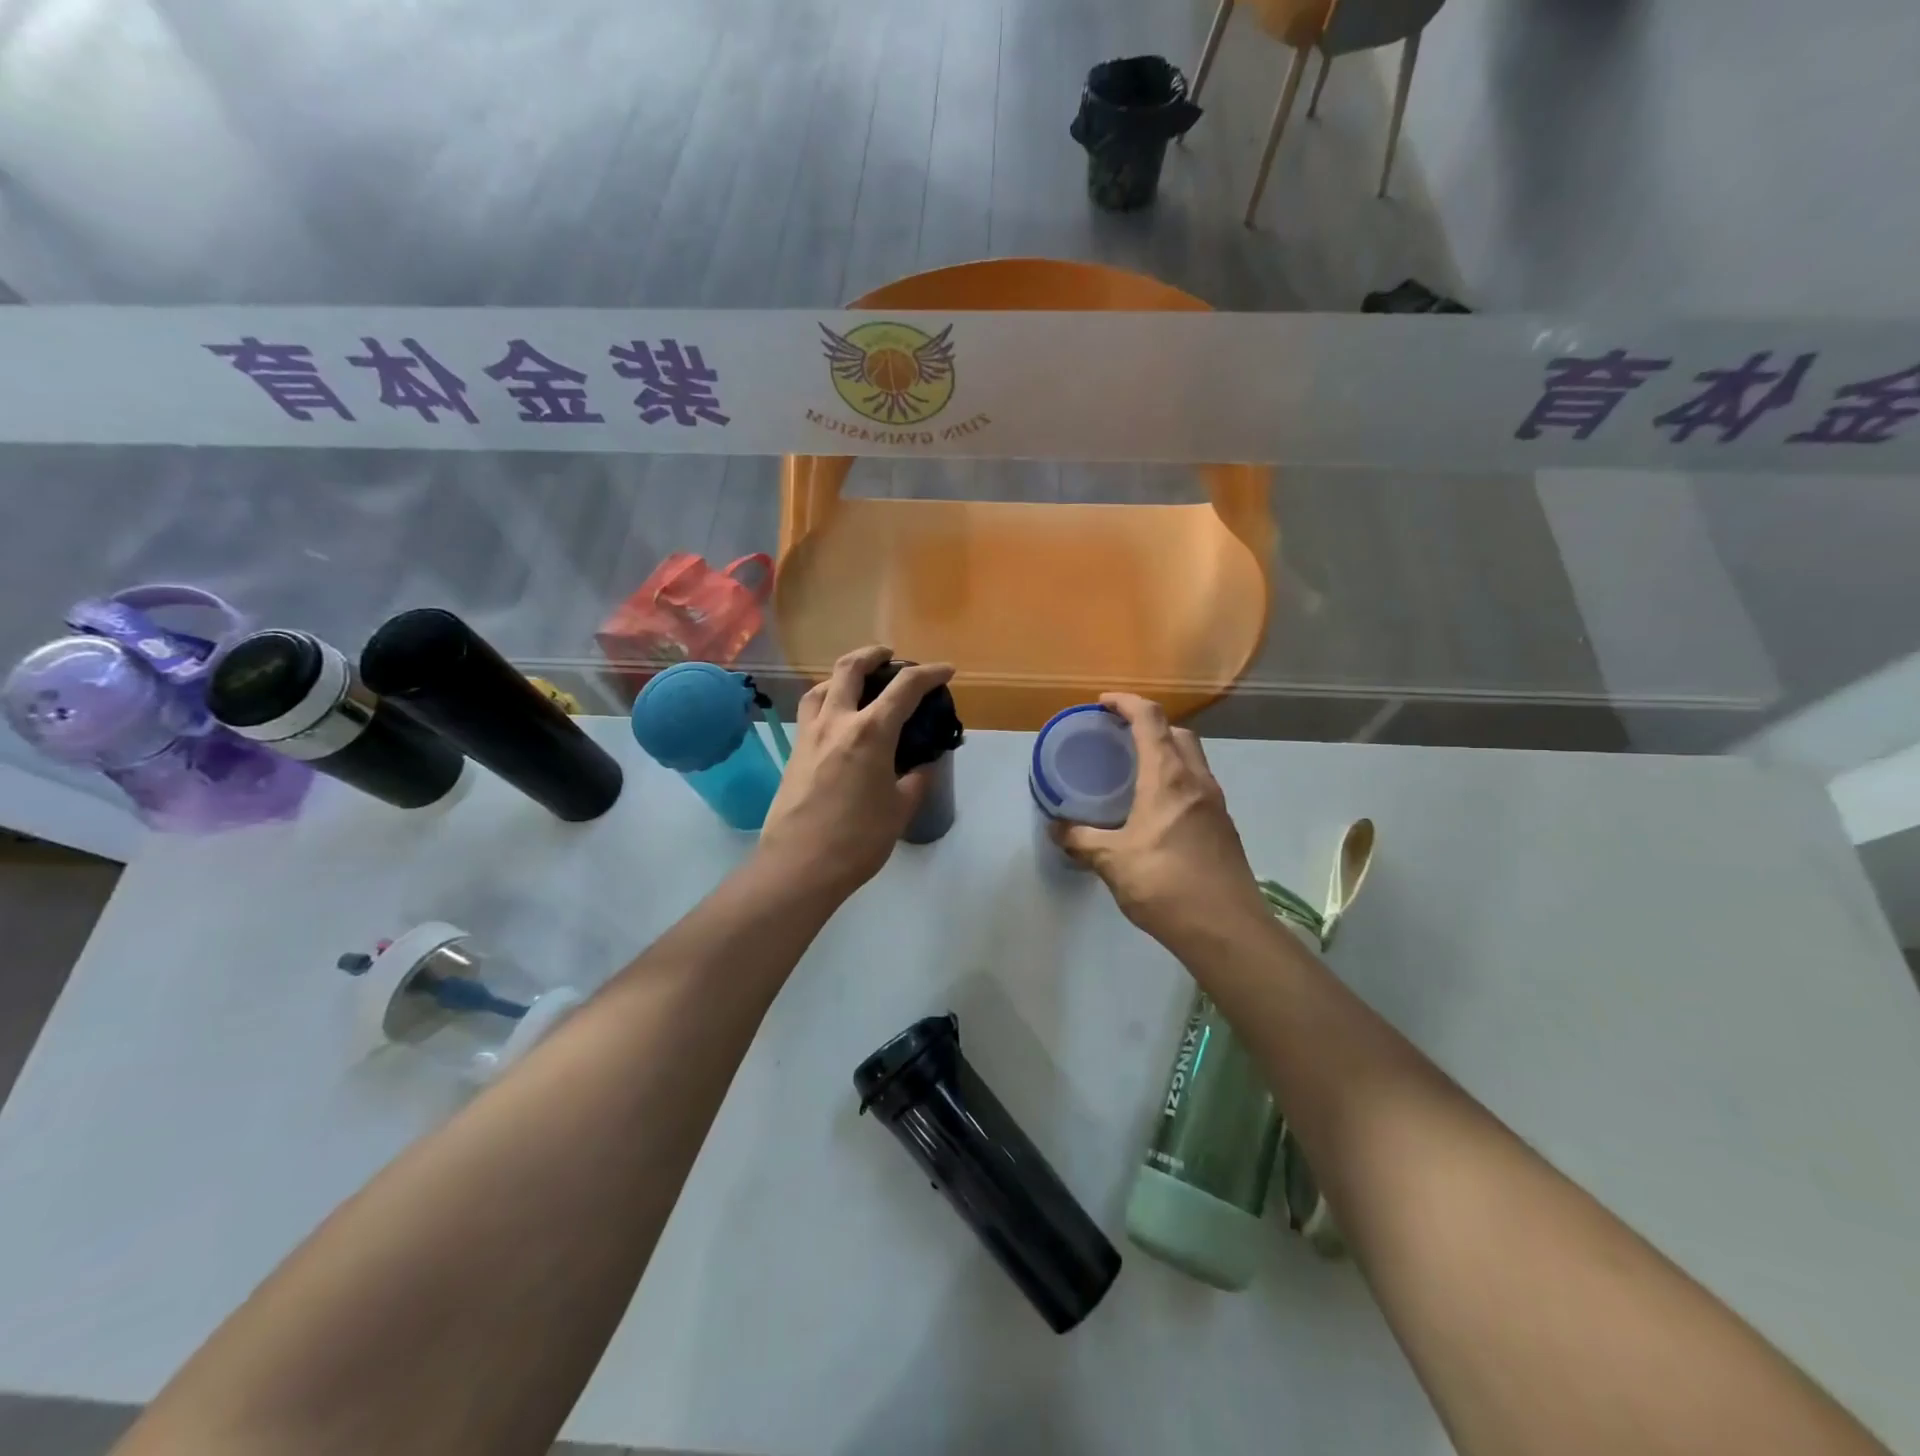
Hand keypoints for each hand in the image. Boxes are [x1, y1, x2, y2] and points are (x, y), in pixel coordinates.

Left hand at [758, 646, 954, 899]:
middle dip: (873, 654)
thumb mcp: (900, 809)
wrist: (799, 865)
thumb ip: (915, 781)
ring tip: (856, 683)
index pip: (905, 687)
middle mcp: (837, 722)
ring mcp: (810, 735)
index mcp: (871, 732)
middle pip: (851, 669)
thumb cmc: (858, 839)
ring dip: (842, 675)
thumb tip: (920, 768)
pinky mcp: (794, 752)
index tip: (946, 671)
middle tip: (889, 656)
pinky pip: (810, 712)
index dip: (930, 673)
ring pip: (821, 686)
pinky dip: (825, 701)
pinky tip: (835, 720)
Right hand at [1052, 694, 1269, 948]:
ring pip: (1192, 758)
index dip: (1126, 702)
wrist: (1226, 928)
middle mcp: (1197, 780)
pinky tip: (1156, 810)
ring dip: (1165, 752)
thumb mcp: (1112, 861)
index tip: (1102, 704)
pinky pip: (1197, 785)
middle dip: (1148, 724)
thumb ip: (1082, 840)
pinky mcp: (1223, 826)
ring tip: (1134, 772)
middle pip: (1176, 732)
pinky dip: (1176, 780)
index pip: (1150, 719)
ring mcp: (1215, 803)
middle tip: (1118, 738)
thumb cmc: (1165, 884)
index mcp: (1168, 777)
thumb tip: (1057, 829)